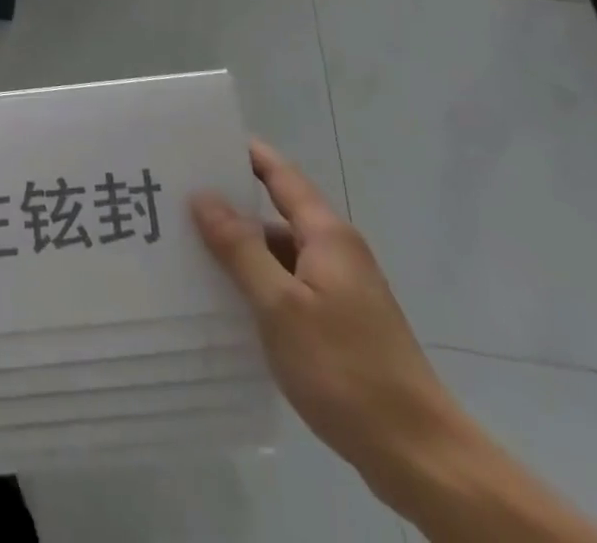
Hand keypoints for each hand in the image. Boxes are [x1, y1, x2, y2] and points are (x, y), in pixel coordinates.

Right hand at [190, 142, 461, 511]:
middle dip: (231, 204)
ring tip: (189, 247)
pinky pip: (289, 285)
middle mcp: (336, 251)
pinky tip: (227, 301)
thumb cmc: (346, 369)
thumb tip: (204, 196)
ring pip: (281, 252)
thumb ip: (241, 248)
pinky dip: (259, 282)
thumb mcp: (281, 306)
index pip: (280, 174)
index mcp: (327, 234)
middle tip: (177, 197)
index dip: (244, 153)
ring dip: (242, 248)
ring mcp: (341, 289)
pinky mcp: (341, 323)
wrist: (420, 457)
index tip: (201, 140)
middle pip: (277, 211)